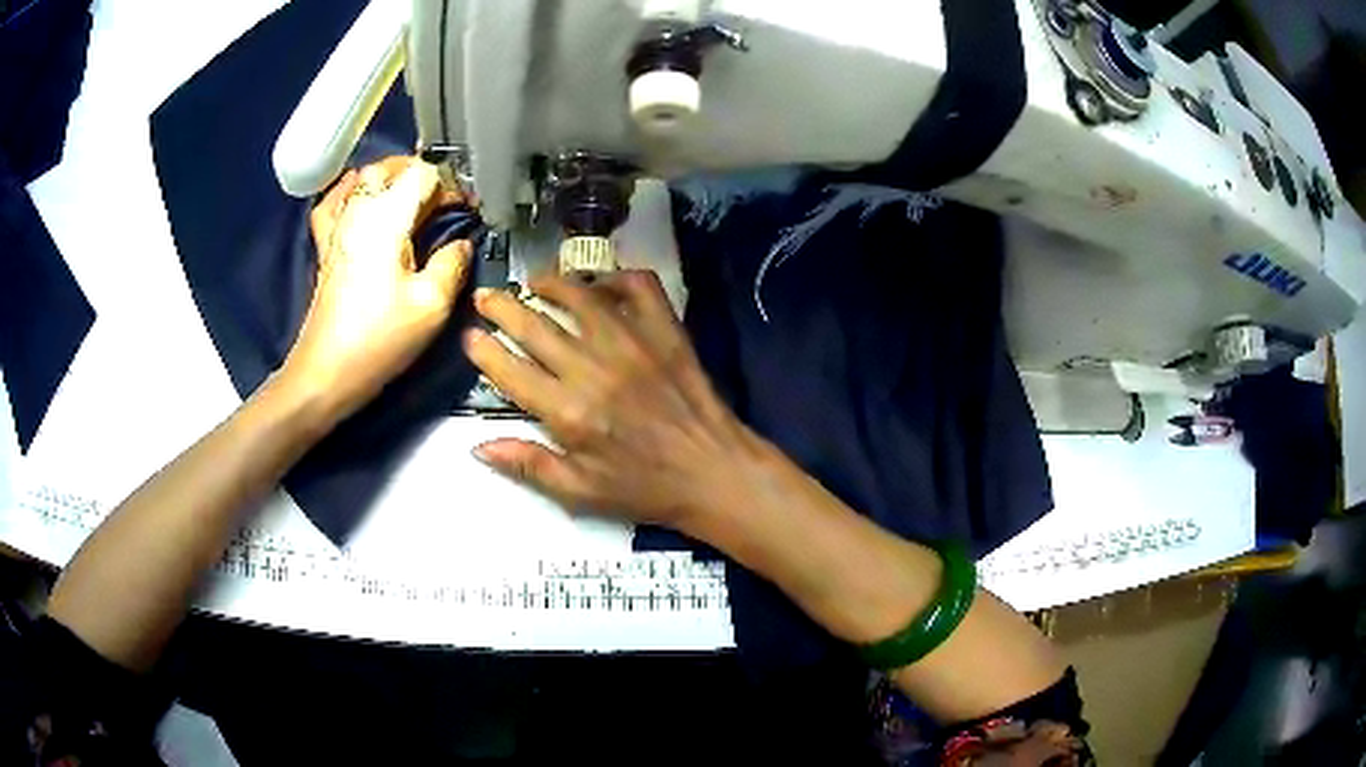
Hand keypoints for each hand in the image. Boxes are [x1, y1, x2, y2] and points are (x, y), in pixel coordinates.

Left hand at [281, 157, 471, 423]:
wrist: (326, 372)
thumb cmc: (379, 339)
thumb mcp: (432, 305)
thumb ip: (453, 263)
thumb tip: (461, 244)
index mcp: (387, 218)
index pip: (423, 175)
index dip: (450, 188)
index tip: (466, 213)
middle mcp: (359, 211)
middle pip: (392, 168)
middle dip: (422, 176)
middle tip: (443, 205)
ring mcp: (338, 226)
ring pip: (364, 178)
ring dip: (391, 178)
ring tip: (411, 198)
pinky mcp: (325, 246)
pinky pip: (332, 202)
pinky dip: (348, 190)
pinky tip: (358, 194)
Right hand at [465, 270, 763, 530]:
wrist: (714, 472)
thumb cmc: (645, 488)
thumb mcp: (581, 493)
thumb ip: (528, 466)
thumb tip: (476, 447)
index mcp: (568, 412)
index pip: (510, 371)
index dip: (483, 351)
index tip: (469, 338)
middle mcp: (593, 368)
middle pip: (534, 326)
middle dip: (502, 308)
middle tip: (485, 298)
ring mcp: (632, 343)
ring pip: (579, 297)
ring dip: (551, 283)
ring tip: (533, 281)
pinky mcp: (666, 331)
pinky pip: (639, 287)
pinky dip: (618, 277)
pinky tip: (602, 284)